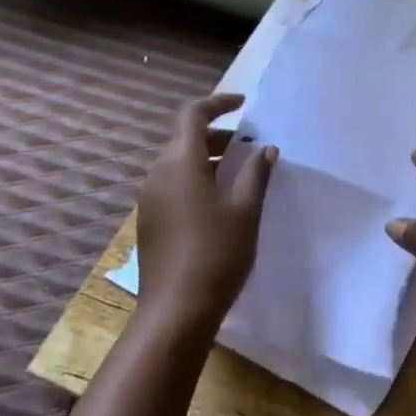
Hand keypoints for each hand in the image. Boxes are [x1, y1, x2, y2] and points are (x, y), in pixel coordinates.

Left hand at [134, 93, 276, 328]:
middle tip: (251, 145)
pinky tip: (221, 200)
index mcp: (180, 163)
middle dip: (219, 134)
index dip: (218, 103)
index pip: (192, 115)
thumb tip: (265, 149)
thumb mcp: (245, 209)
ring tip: (242, 172)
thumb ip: (256, 173)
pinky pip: (173, 183)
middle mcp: (158, 174)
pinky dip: (197, 177)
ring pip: (179, 162)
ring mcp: (150, 199)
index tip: (244, 104)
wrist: (175, 312)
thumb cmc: (216, 253)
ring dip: (209, 157)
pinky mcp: (150, 221)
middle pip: (185, 138)